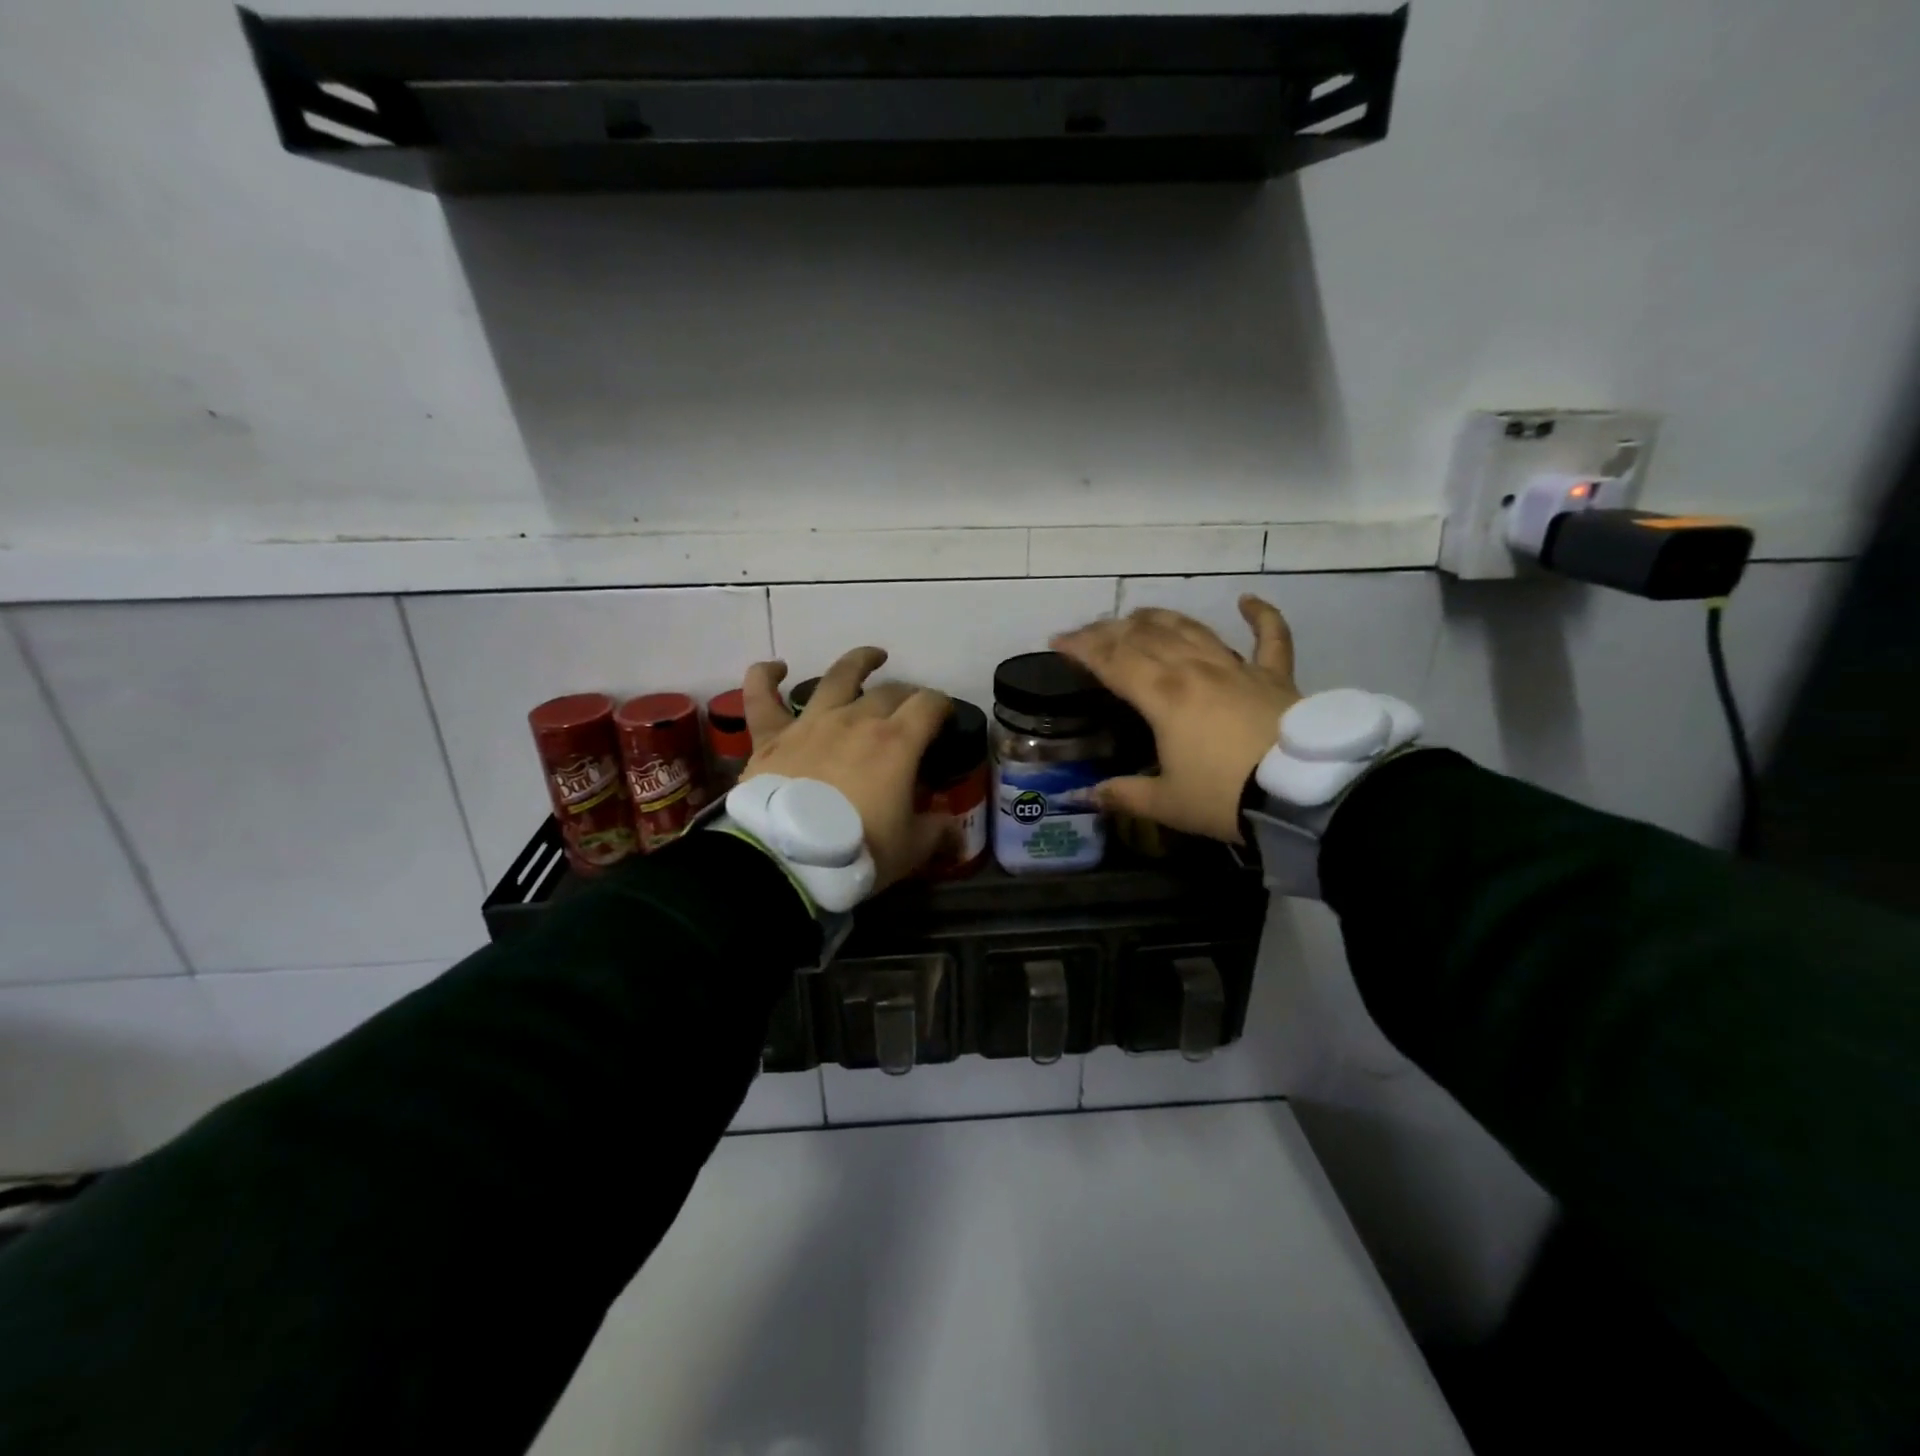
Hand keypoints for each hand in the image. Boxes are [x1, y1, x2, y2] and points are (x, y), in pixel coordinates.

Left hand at [739, 646, 953, 892]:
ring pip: (837, 677)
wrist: (787, 860)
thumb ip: (936, 832)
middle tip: (911, 708)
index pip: (929, 705)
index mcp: (897, 742)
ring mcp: (811, 723)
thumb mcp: (910, 849)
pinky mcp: (771, 736)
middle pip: (889, 692)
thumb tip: (954, 832)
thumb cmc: (857, 851)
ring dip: (858, 663)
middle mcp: (856, 720)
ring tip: (872, 657)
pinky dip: (766, 677)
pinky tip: (776, 668)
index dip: (942, 705)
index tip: (945, 716)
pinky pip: (762, 697)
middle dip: (907, 695)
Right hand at [1051, 596, 1300, 841]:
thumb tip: (1085, 796)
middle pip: (1146, 637)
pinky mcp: (1274, 677)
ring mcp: (1237, 668)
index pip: (1112, 660)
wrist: (1303, 795)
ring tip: (1139, 615)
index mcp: (1163, 696)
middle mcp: (1195, 670)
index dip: (1082, 647)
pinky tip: (1247, 600)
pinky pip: (1270, 638)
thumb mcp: (1166, 804)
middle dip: (1112, 630)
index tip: (1058, 641)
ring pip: (1192, 629)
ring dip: (1161, 619)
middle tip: (1090, 632)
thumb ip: (1122, 795)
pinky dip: (1261, 616)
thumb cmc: (1225, 798)